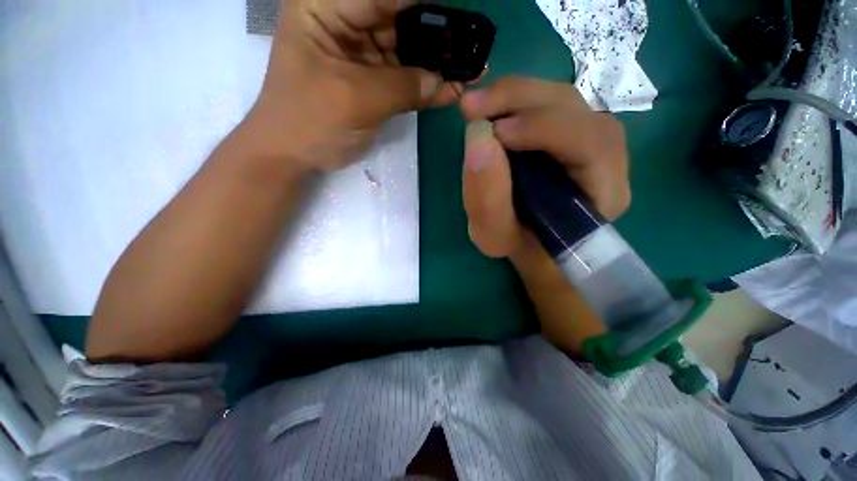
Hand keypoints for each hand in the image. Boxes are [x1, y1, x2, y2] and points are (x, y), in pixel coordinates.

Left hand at [244, 0, 461, 171]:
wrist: (294, 154)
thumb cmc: (310, 120)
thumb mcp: (354, 99)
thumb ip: (401, 87)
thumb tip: (442, 82)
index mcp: (326, 7)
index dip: (424, 3)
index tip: (457, 14)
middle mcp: (346, 23)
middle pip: (399, 18)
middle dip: (436, 33)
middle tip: (471, 46)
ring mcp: (362, 54)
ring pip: (407, 50)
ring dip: (437, 63)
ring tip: (469, 69)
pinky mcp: (373, 82)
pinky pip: (405, 79)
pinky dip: (426, 87)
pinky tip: (451, 90)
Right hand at [459, 77, 630, 261]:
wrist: (532, 243)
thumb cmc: (519, 246)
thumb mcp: (495, 237)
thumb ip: (486, 200)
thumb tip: (478, 136)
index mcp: (604, 193)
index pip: (591, 143)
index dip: (543, 129)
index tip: (495, 133)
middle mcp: (607, 158)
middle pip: (575, 109)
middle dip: (520, 100)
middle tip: (472, 108)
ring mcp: (589, 139)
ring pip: (560, 99)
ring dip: (514, 97)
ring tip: (476, 108)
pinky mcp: (571, 132)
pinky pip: (548, 105)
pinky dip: (515, 102)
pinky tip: (492, 111)